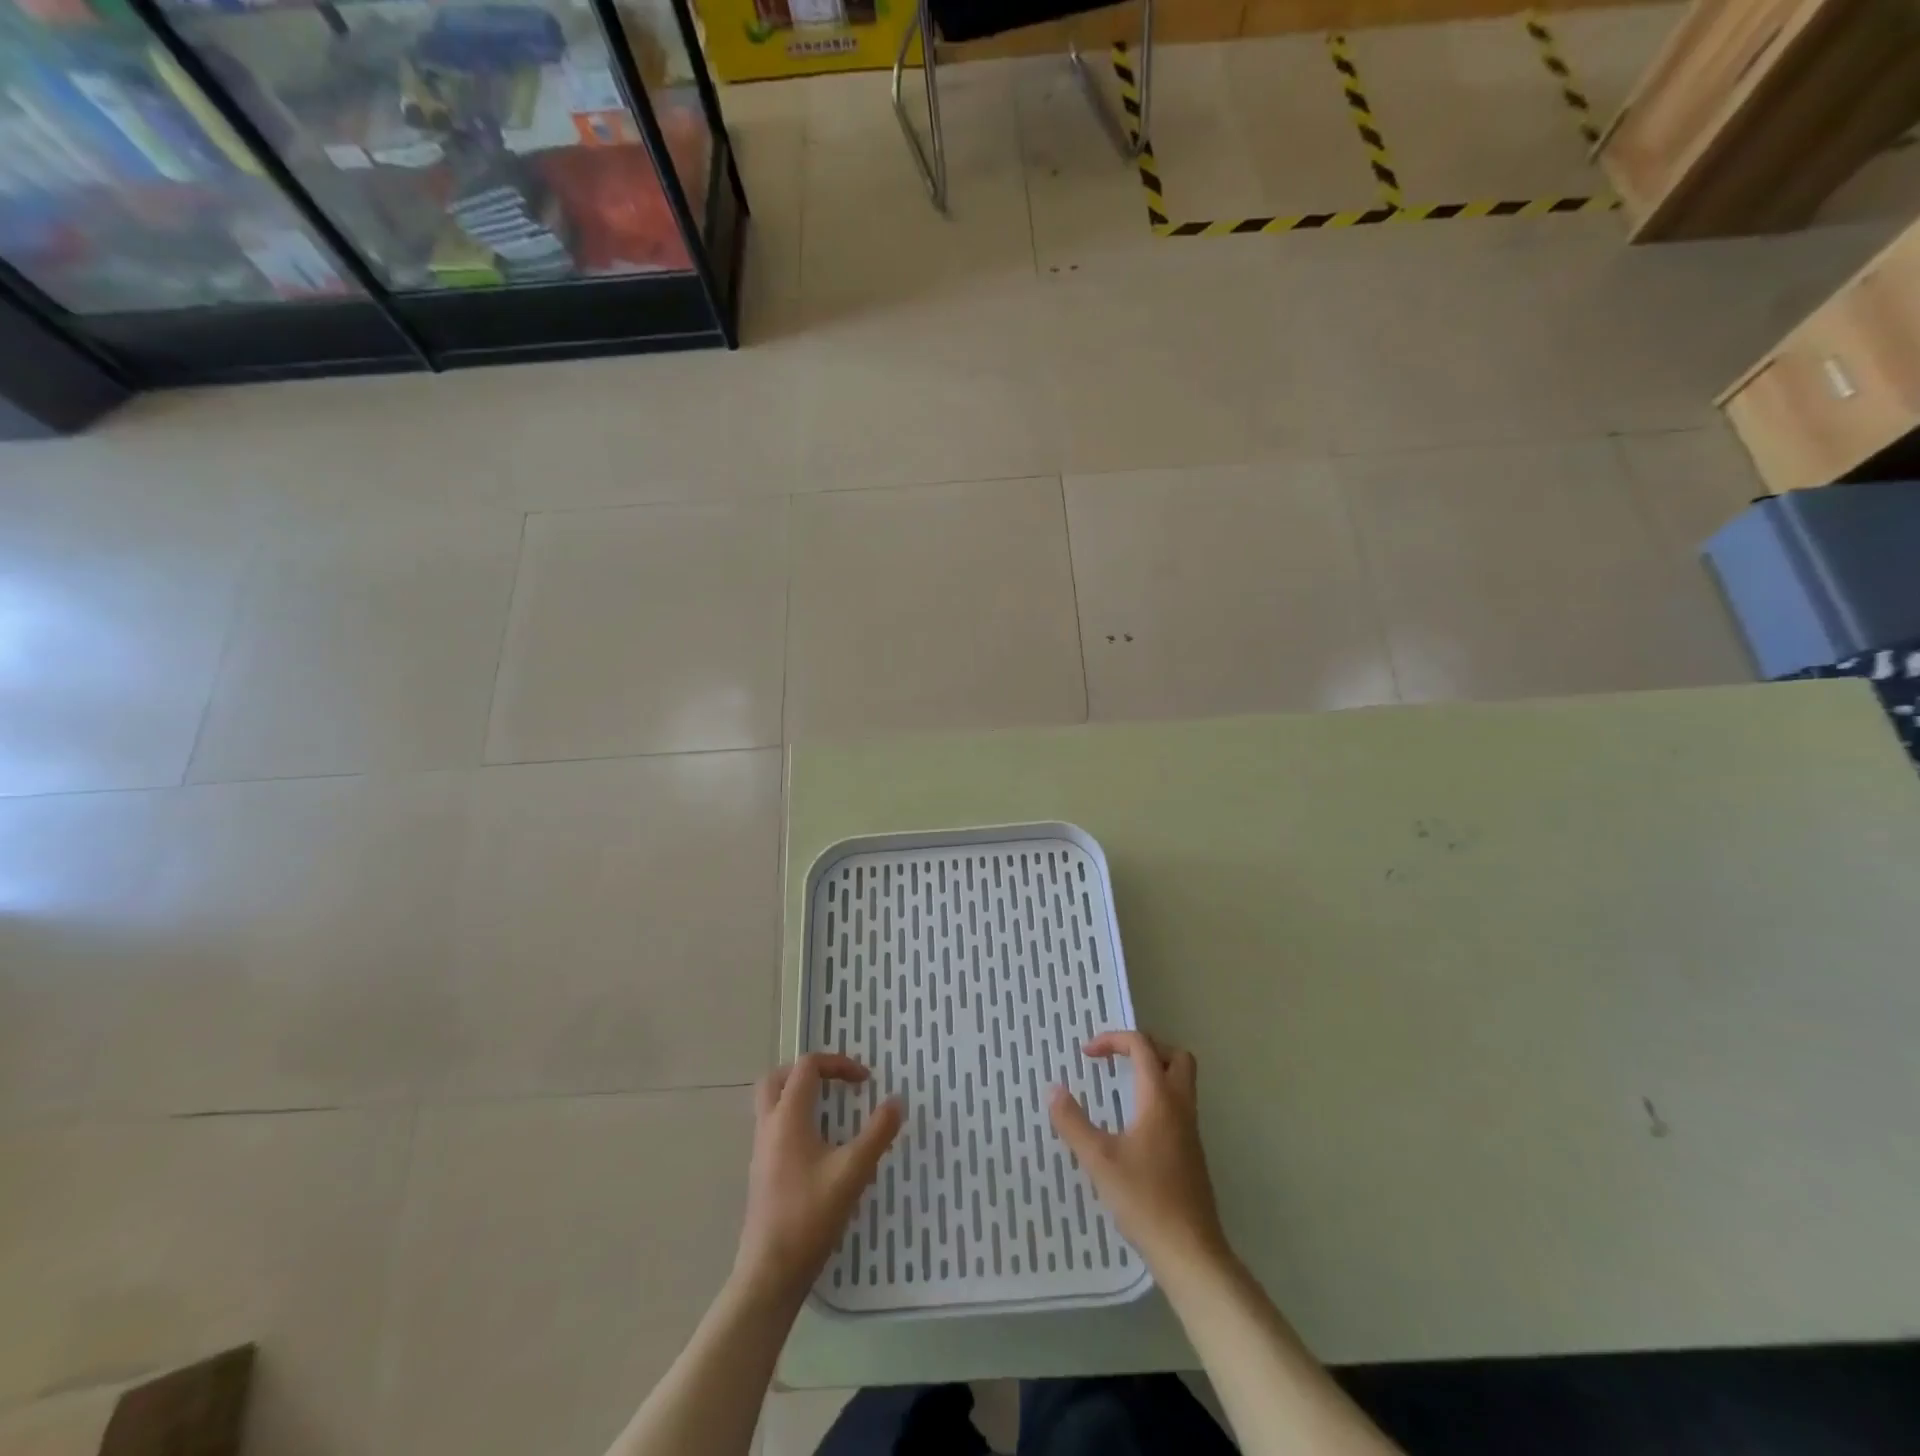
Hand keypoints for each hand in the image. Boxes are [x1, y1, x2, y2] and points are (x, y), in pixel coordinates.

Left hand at [735, 1054, 902, 1304]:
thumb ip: (878, 1133)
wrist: (769, 1272)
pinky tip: (820, 1146)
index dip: (837, 1064)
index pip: (807, 1066)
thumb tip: (896, 1101)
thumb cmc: (810, 1216)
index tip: (864, 1082)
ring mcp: (761, 1149)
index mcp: (788, 1117)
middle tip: (837, 1084)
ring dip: (800, 1095)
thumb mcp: (853, 1171)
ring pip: (773, 1102)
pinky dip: (796, 1119)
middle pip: (780, 1077)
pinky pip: (775, 1126)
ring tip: (832, 1111)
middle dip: (810, 1072)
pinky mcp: (761, 1171)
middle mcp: (769, 1125)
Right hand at [1049, 1031, 1228, 1276]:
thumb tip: (1053, 1089)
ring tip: (1122, 1087)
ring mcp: (1191, 1132)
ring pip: (1182, 1082)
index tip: (1087, 1055)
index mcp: (1160, 1099)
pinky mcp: (1192, 1154)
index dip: (1113, 1040)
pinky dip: (1158, 1099)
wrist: (1190, 1252)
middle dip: (1146, 1048)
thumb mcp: (1099, 1160)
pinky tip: (1134, 1125)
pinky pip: (1179, 1107)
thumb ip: (1073, 1122)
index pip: (1142, 1047)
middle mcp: (1180, 1108)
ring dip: (1155, 1073)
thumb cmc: (1144, 1200)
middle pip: (1176, 1056)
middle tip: (1117, 1060)